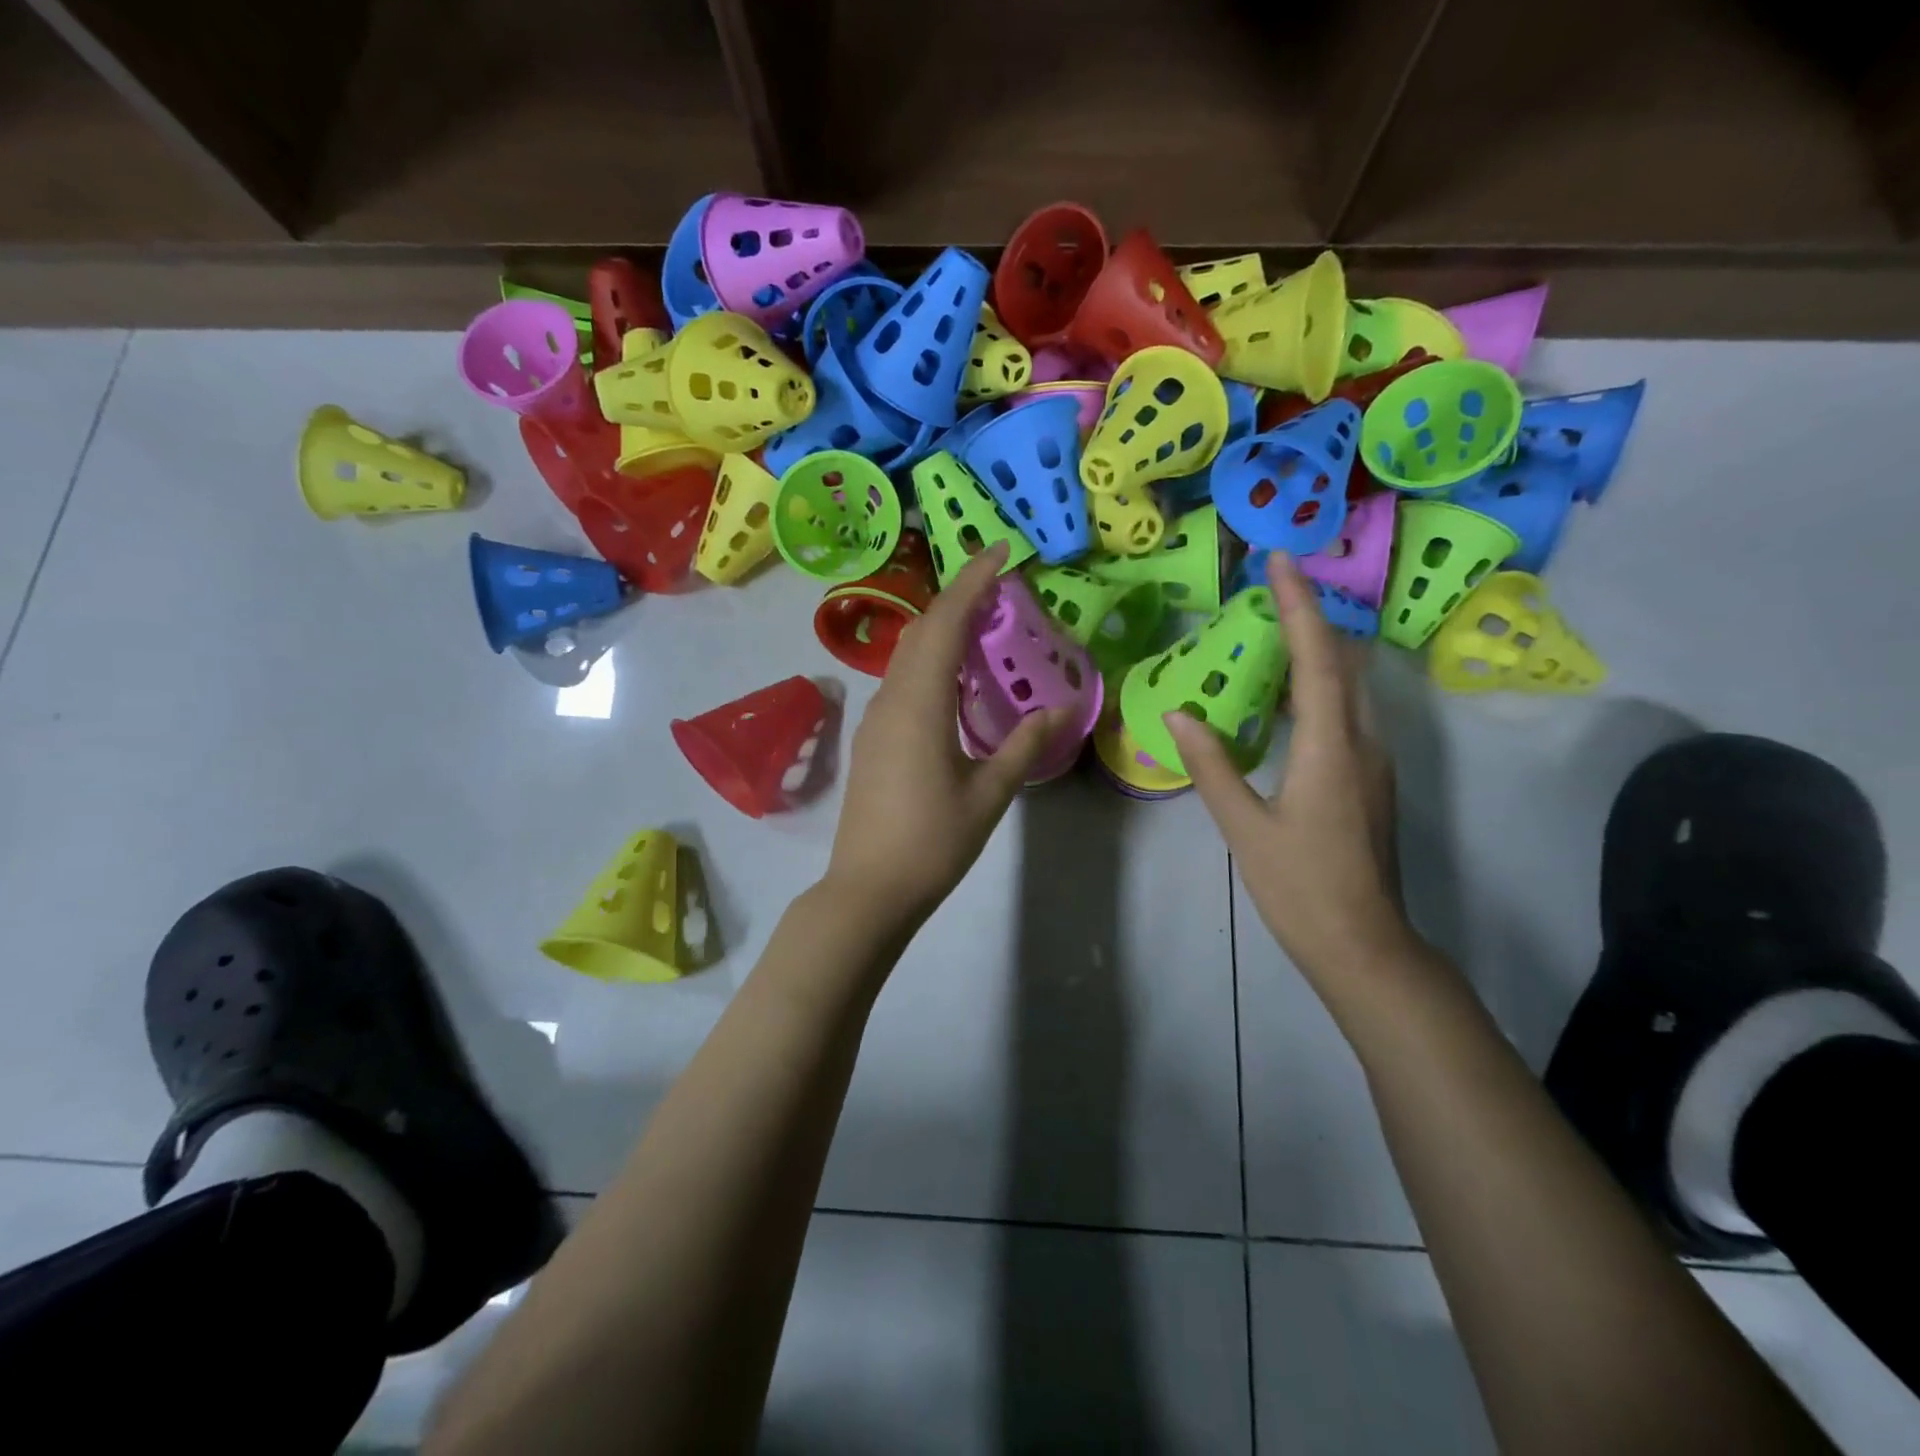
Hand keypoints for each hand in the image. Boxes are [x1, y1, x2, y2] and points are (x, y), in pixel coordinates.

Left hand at [824, 541, 1065, 928]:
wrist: (868, 889)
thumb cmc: (932, 842)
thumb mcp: (989, 793)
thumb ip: (1025, 744)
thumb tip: (1062, 707)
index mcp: (919, 702)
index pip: (946, 622)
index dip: (974, 580)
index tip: (1003, 550)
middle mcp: (890, 698)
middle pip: (922, 630)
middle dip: (959, 598)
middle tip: (1001, 586)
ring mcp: (875, 718)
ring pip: (908, 655)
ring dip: (943, 629)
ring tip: (985, 625)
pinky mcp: (873, 738)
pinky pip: (902, 680)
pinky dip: (931, 661)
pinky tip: (956, 679)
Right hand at [1166, 552, 1413, 994]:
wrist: (1363, 945)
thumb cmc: (1300, 886)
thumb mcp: (1245, 827)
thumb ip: (1212, 766)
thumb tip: (1179, 714)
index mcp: (1332, 747)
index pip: (1317, 659)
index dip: (1299, 606)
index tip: (1280, 561)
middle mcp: (1363, 742)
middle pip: (1344, 662)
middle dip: (1312, 618)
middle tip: (1271, 589)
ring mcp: (1374, 761)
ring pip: (1351, 686)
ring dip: (1317, 651)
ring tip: (1274, 631)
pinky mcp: (1370, 779)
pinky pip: (1347, 713)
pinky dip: (1320, 686)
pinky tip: (1287, 698)